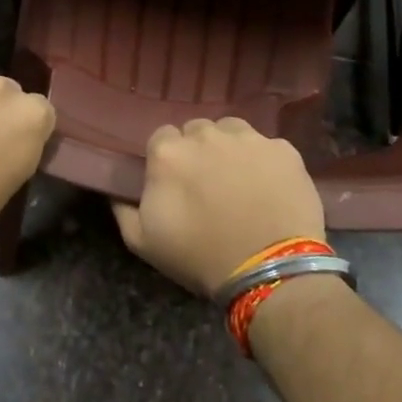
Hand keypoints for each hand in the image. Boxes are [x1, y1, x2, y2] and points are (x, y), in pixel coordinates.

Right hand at [114, 117, 324, 296]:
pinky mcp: (283, 150)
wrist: (270, 270)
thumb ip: (123, 209)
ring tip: (238, 180)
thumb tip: (118, 190)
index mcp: (169, 153)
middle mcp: (207, 134)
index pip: (161, 138)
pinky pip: (267, 147)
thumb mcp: (143, 242)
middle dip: (198, 151)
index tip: (175, 182)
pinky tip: (268, 187)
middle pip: (197, 130)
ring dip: (230, 148)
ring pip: (232, 131)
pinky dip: (265, 162)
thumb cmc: (200, 256)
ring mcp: (249, 138)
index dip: (167, 160)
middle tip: (207, 183)